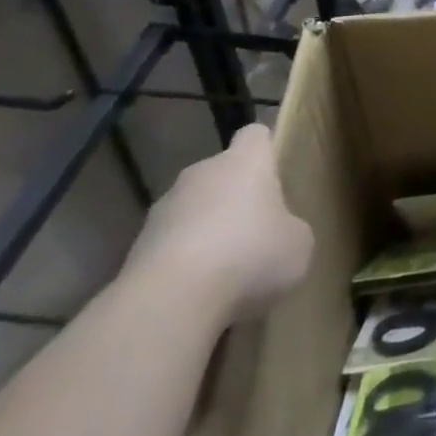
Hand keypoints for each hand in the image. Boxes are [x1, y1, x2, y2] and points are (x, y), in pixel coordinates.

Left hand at [123, 122, 314, 324]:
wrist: (170, 300)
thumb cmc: (249, 256)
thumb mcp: (298, 245)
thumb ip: (291, 229)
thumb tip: (280, 234)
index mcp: (245, 162)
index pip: (256, 135)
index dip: (267, 150)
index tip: (277, 175)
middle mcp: (202, 173)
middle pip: (223, 174)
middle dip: (236, 199)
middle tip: (256, 234)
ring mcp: (164, 208)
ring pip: (194, 210)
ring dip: (207, 232)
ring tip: (225, 273)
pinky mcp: (137, 246)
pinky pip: (171, 245)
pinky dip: (183, 263)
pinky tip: (197, 294)